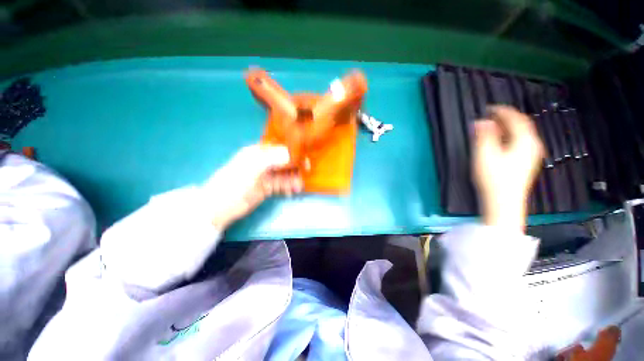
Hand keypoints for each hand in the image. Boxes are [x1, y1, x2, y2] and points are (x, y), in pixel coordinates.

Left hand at [204, 144, 302, 229]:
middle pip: (284, 161)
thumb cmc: (234, 183)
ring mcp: (266, 175)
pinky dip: (288, 187)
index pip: (279, 148)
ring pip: (284, 173)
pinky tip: (291, 192)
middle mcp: (263, 162)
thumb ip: (271, 159)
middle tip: (305, 172)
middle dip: (295, 166)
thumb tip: (290, 153)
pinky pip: (282, 184)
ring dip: (293, 178)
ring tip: (298, 186)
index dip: (292, 151)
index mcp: (258, 152)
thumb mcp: (252, 168)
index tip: (303, 158)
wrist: (221, 206)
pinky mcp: (267, 187)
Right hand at [472, 106, 543, 230]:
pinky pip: (521, 142)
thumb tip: (481, 121)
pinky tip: (502, 141)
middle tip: (490, 116)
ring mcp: (531, 155)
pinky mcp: (527, 163)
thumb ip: (484, 136)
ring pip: (522, 134)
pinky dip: (511, 136)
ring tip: (494, 127)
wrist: (504, 202)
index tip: (489, 108)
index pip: (516, 119)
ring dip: (508, 127)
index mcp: (525, 141)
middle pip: (522, 125)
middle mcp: (532, 145)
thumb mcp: (485, 155)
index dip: (503, 111)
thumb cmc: (494, 178)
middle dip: (506, 118)